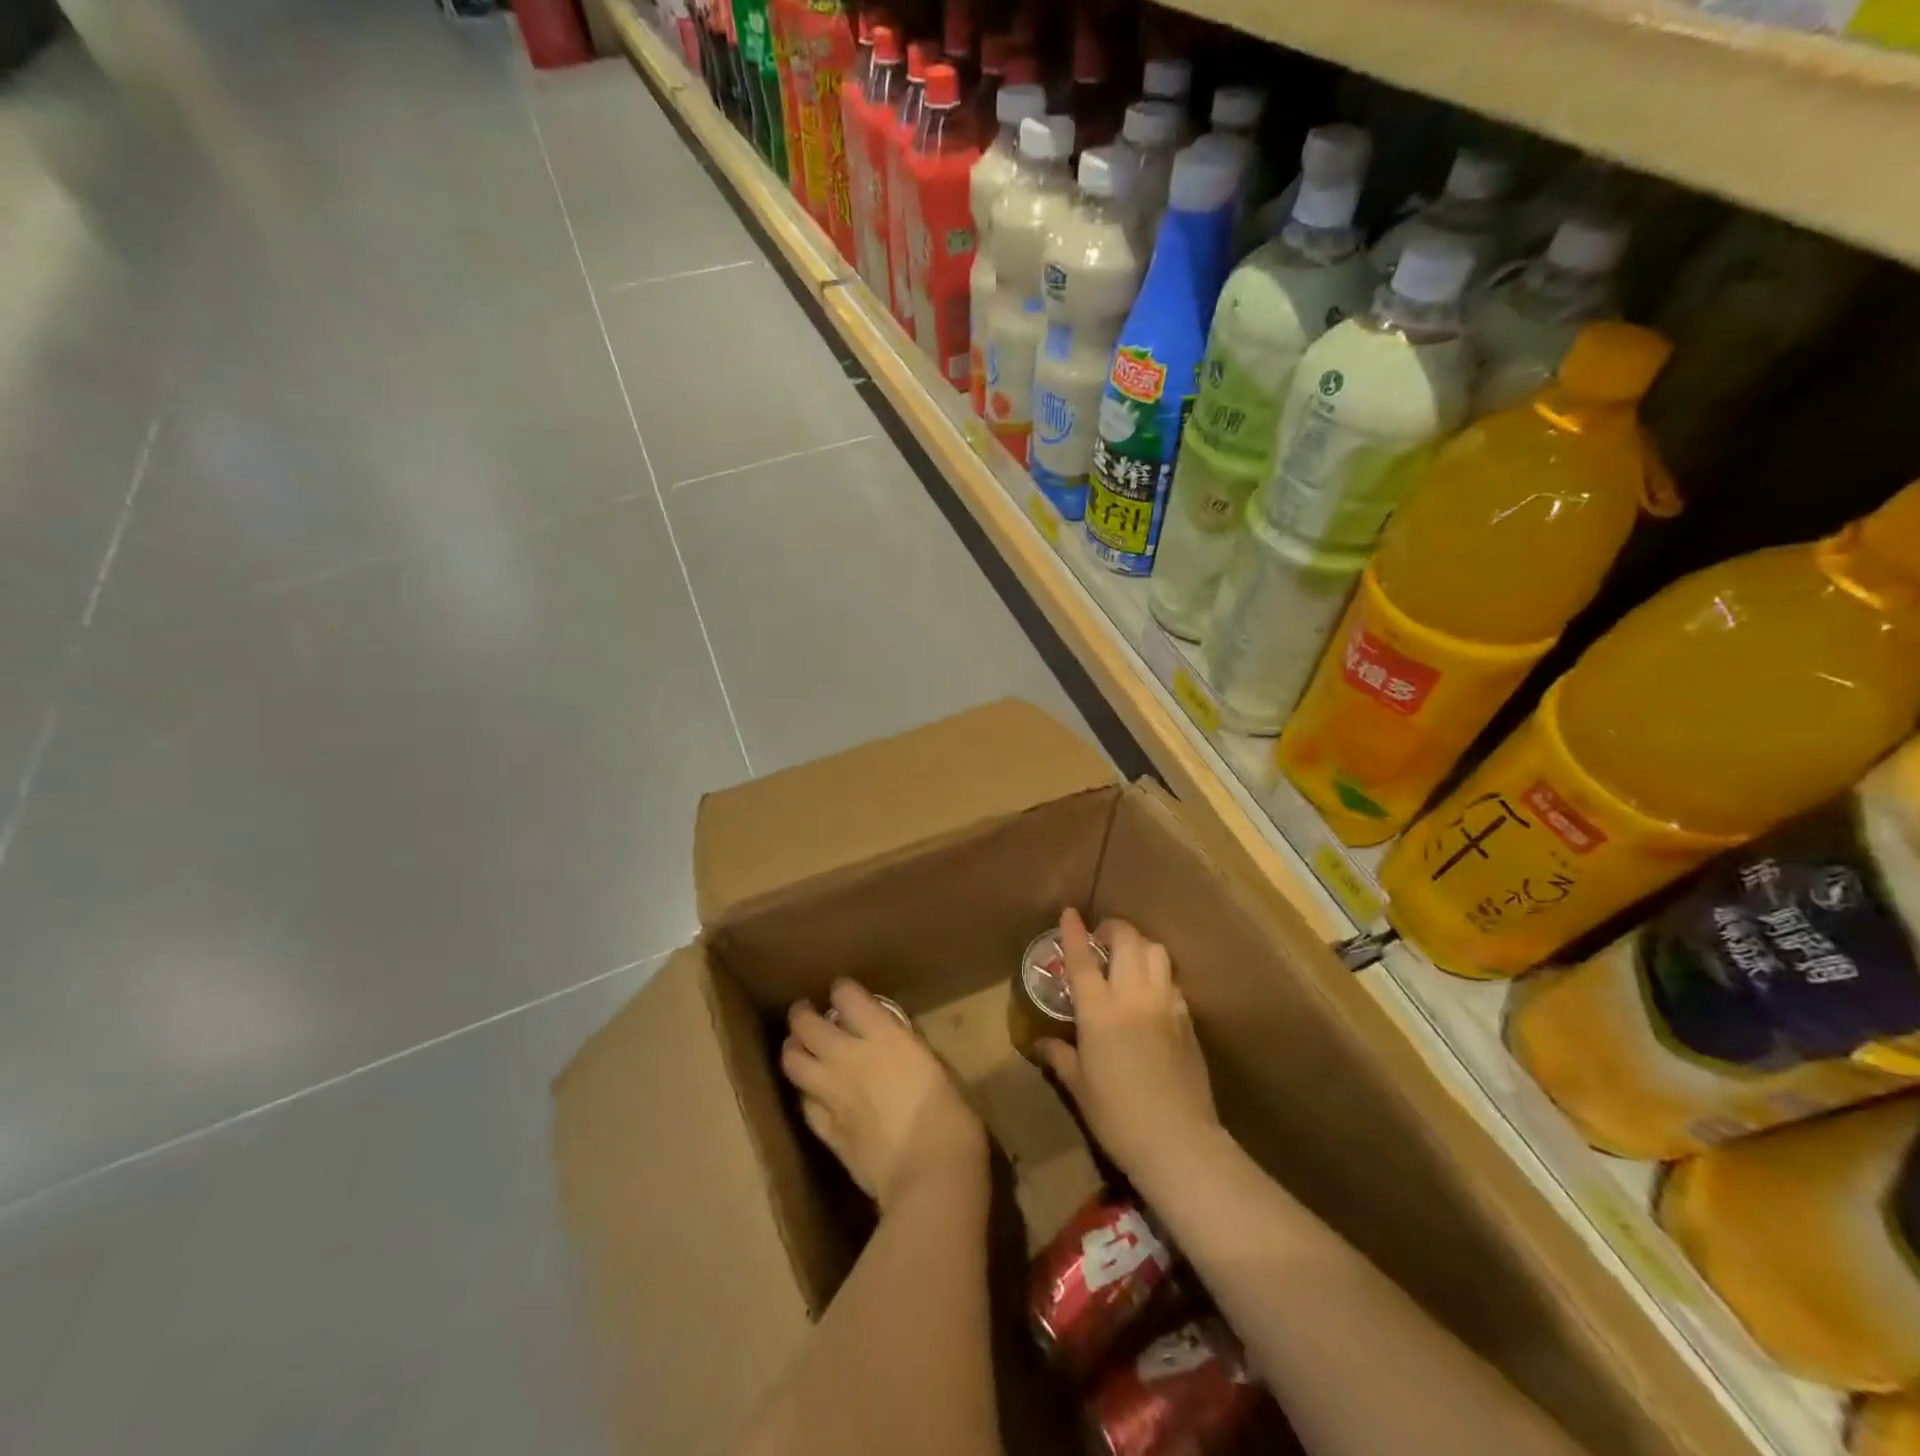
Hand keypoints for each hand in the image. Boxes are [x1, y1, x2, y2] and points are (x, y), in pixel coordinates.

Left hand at [782, 980, 987, 1212]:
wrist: (930, 1174)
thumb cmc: (951, 1117)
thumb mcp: (935, 1067)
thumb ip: (908, 1051)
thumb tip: (897, 1049)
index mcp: (884, 1035)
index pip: (847, 997)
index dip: (841, 991)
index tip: (842, 992)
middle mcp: (850, 1056)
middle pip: (808, 1025)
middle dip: (803, 1016)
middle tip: (805, 1015)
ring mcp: (833, 1094)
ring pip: (793, 1062)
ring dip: (793, 1051)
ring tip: (797, 1049)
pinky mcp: (825, 1131)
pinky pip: (804, 1104)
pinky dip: (805, 1094)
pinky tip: (811, 1095)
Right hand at [1036, 908, 1220, 1183]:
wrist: (1178, 1140)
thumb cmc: (1117, 1116)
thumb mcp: (1079, 1086)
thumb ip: (1060, 1056)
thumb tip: (1041, 1043)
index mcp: (1099, 1011)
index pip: (1083, 959)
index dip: (1074, 932)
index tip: (1069, 912)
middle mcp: (1133, 996)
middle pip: (1128, 940)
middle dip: (1113, 929)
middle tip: (1101, 939)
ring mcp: (1165, 1004)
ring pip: (1156, 951)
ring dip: (1140, 946)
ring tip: (1128, 960)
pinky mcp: (1188, 1019)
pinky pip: (1172, 981)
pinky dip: (1158, 975)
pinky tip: (1151, 994)